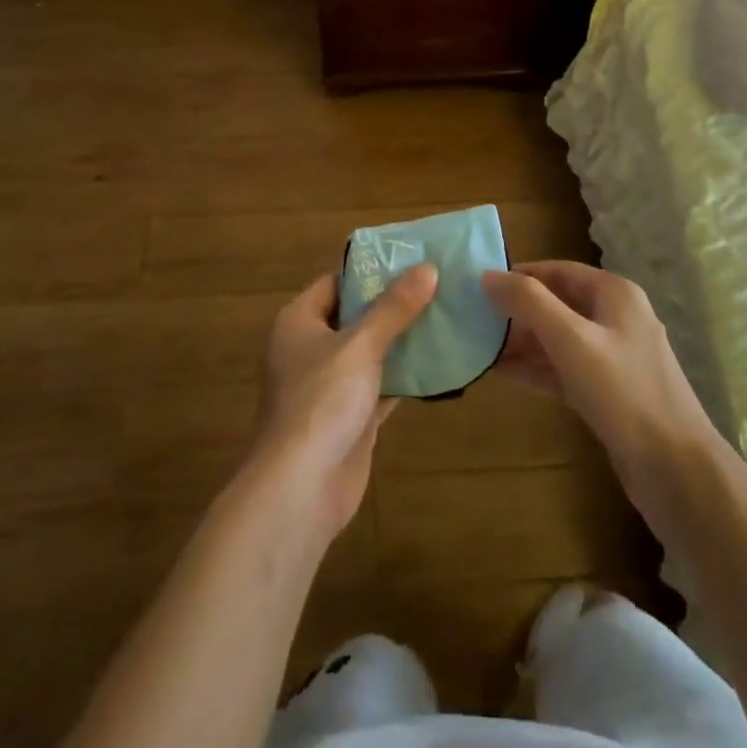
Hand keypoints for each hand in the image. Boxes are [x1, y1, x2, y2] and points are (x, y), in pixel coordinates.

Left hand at [247, 264, 437, 542]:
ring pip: (371, 352)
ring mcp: (330, 385)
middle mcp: (311, 348)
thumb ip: (394, 308)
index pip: (336, 282)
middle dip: (394, 305)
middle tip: (438, 286)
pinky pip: (381, 385)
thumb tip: (427, 268)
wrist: (301, 487)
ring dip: (403, 341)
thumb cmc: (321, 400)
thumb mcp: (361, 345)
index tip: (412, 260)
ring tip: (447, 316)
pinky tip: (440, 363)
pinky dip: (405, 376)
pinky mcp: (350, 417)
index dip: (371, 270)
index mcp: (299, 321)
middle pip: (356, 316)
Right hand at [482, 262, 724, 530]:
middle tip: (472, 318)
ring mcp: (612, 357)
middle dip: (516, 311)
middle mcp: (615, 318)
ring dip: (521, 341)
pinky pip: (563, 369)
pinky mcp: (607, 392)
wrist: (676, 469)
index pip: (558, 270)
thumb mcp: (572, 340)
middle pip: (556, 303)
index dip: (519, 275)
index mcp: (614, 294)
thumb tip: (488, 274)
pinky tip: (500, 373)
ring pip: (557, 339)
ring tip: (478, 345)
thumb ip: (529, 303)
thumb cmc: (624, 392)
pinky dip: (535, 368)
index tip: (479, 285)